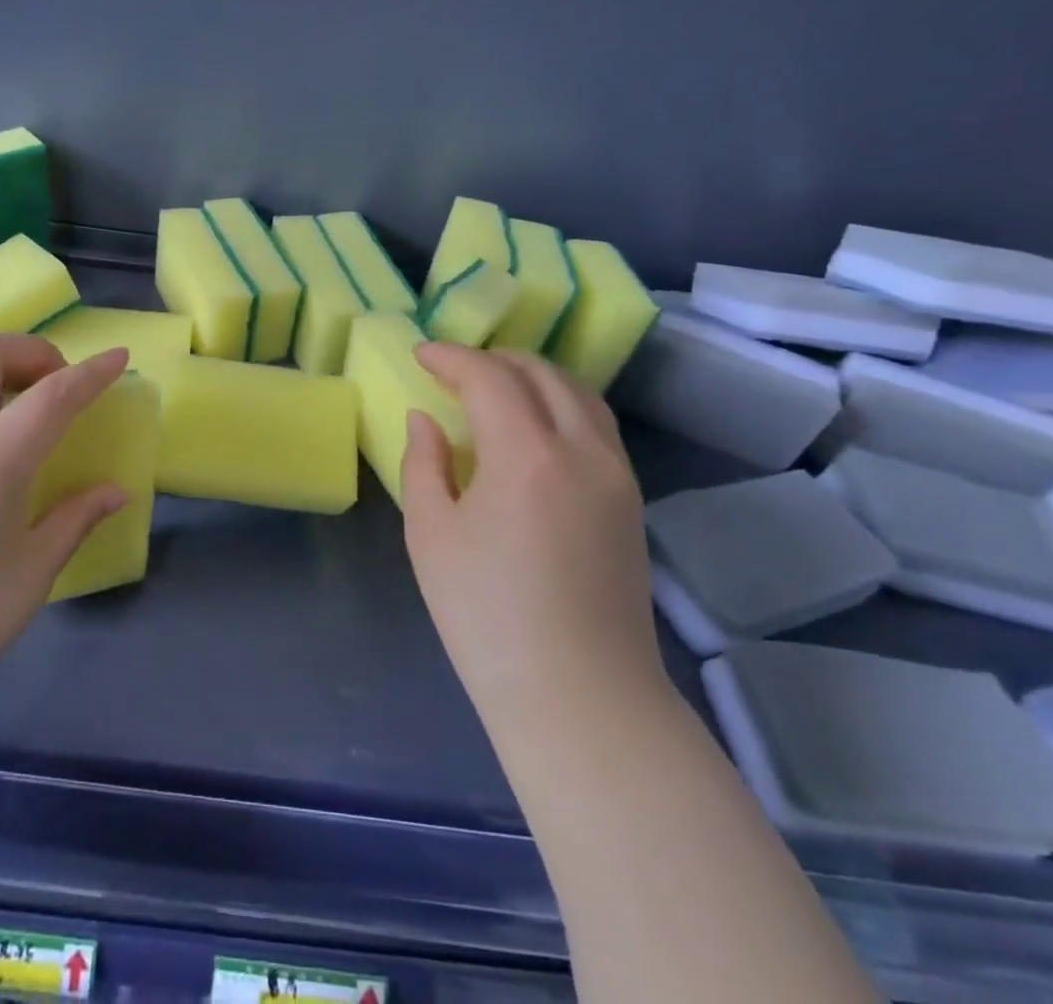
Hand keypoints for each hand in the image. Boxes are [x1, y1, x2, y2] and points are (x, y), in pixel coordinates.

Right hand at [400, 345, 664, 741]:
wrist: (580, 698)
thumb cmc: (487, 617)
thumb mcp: (431, 534)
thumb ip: (424, 463)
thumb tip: (425, 420)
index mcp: (526, 454)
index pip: (488, 376)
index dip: (451, 357)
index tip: (421, 354)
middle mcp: (581, 449)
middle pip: (540, 373)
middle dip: (493, 358)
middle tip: (453, 368)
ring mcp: (616, 474)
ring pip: (578, 393)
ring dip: (533, 376)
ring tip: (495, 386)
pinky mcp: (631, 501)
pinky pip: (596, 424)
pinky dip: (561, 403)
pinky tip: (535, 425)